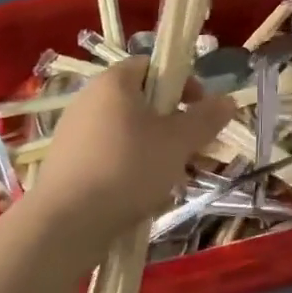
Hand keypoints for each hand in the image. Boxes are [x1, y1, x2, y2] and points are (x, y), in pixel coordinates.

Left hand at [30, 59, 234, 232]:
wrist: (63, 226)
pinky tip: (144, 195)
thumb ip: (206, 118)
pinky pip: (109, 155)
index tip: (199, 109)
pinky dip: (131, 167)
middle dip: (173, 123)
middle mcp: (89, 100)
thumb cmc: (127, 169)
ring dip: (156, 148)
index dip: (182, 82)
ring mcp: (74, 133)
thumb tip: (228, 100)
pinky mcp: (66, 165)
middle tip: (193, 148)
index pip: (153, 65)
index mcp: (114, 82)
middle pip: (142, 101)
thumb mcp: (179, 142)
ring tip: (173, 178)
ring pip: (128, 132)